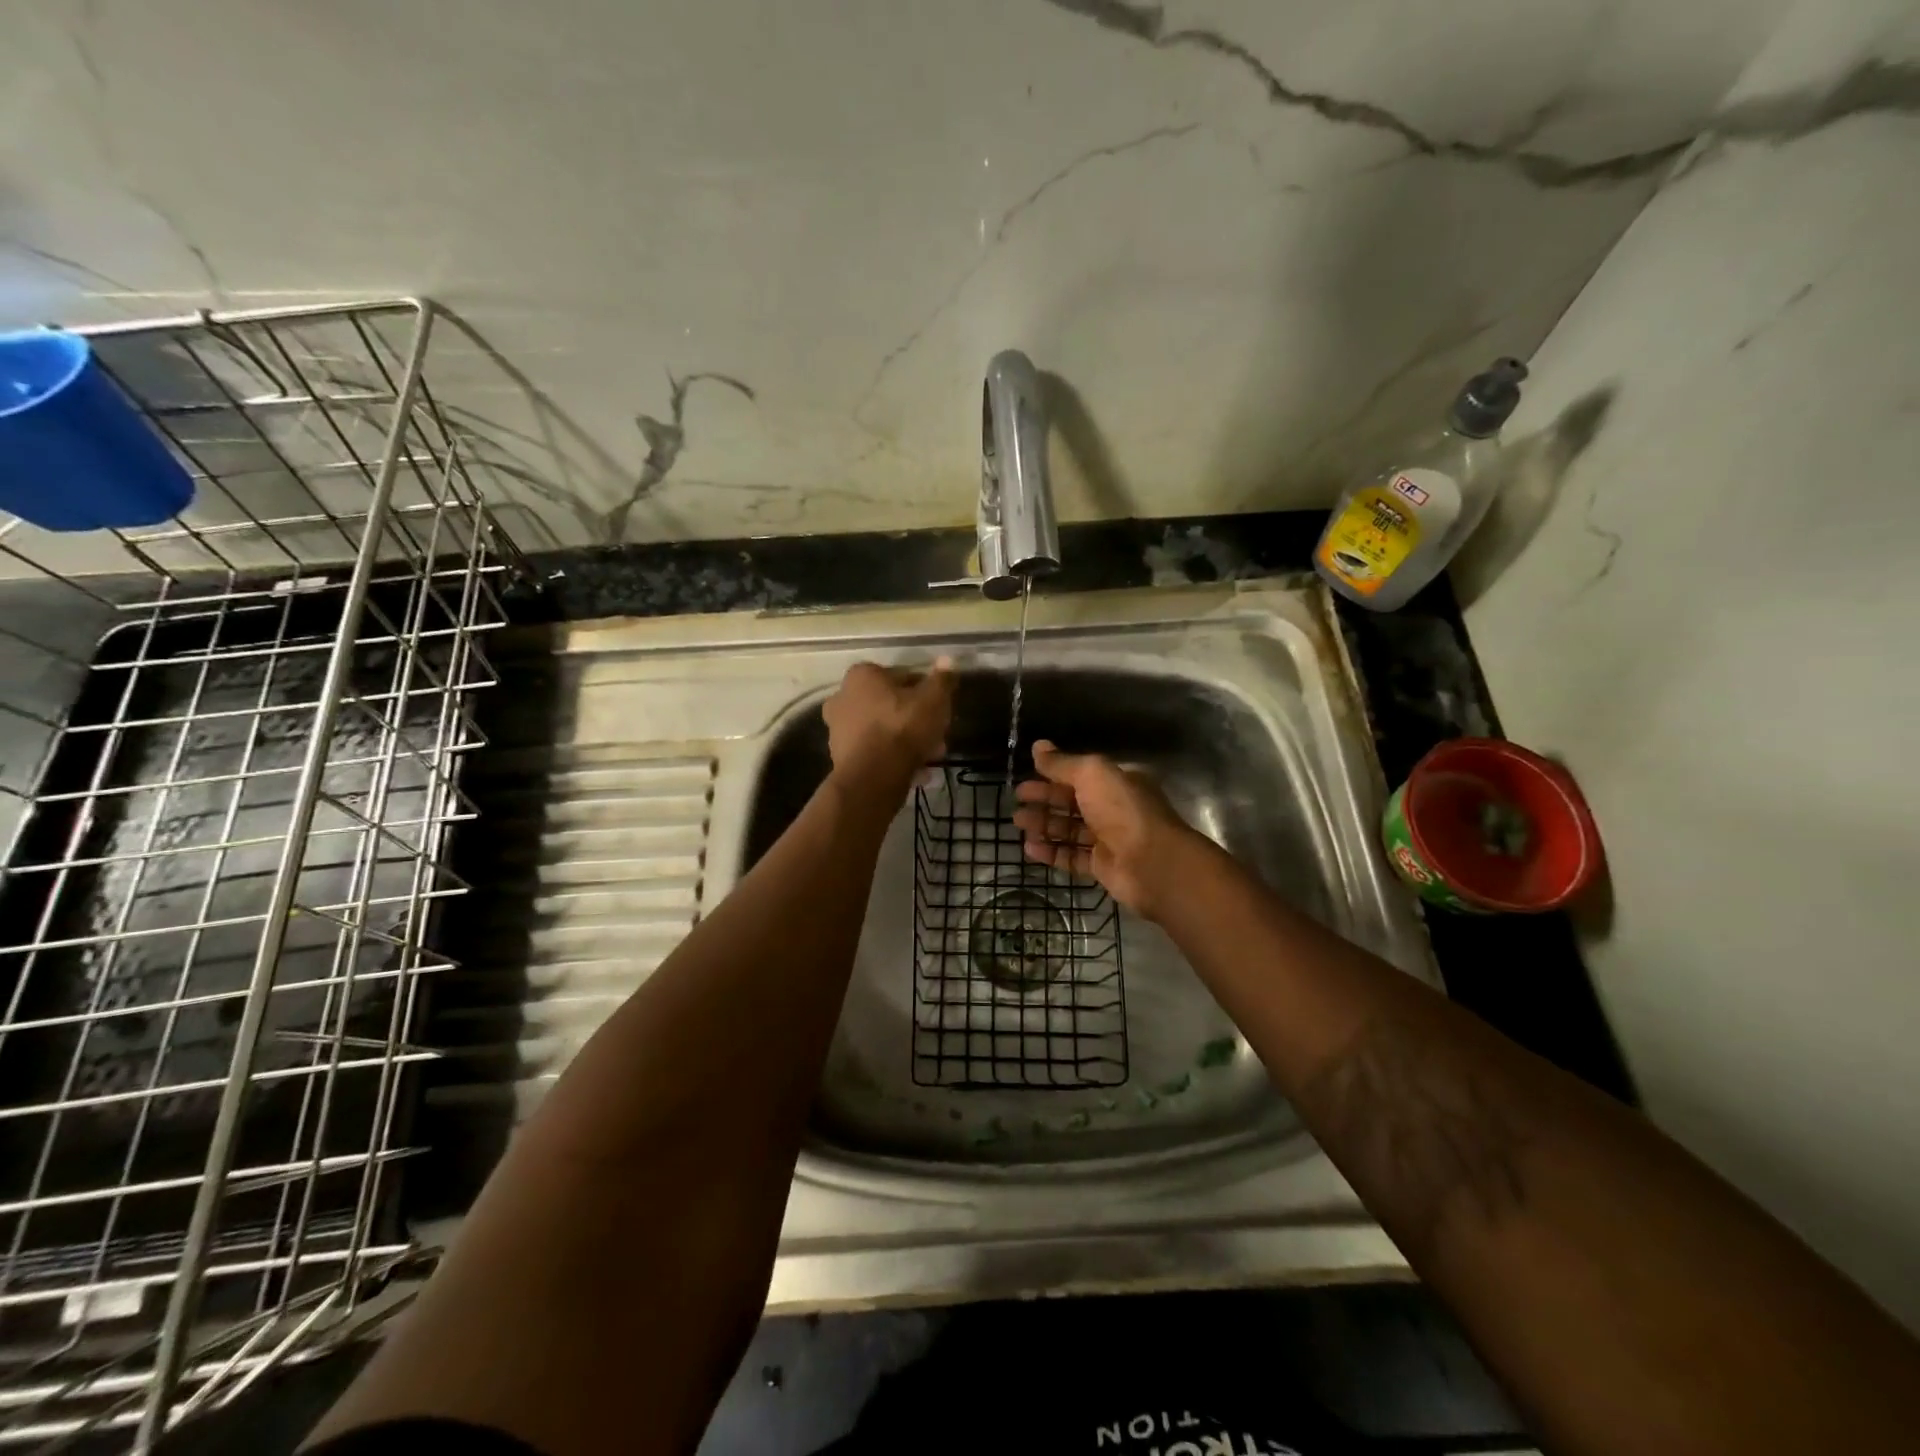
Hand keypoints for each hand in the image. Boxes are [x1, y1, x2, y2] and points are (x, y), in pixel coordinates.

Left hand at [822, 658, 954, 786]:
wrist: (872, 777)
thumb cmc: (902, 728)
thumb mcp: (933, 700)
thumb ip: (942, 680)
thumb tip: (948, 660)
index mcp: (863, 675)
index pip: (901, 676)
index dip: (925, 692)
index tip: (939, 708)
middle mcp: (843, 696)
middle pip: (890, 704)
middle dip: (915, 720)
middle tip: (937, 735)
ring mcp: (838, 728)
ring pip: (883, 730)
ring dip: (906, 741)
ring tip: (930, 757)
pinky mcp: (840, 756)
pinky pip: (874, 751)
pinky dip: (892, 758)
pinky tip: (914, 771)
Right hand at [1012, 740, 1198, 918]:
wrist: (1150, 862)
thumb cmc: (1122, 809)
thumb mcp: (1090, 774)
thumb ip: (1062, 763)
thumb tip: (1037, 746)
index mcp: (1118, 782)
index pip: (1081, 775)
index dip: (1053, 775)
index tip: (1026, 778)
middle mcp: (1115, 808)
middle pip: (1073, 802)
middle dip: (1045, 800)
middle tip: (1017, 801)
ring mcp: (1110, 839)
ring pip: (1071, 830)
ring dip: (1044, 825)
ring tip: (1018, 824)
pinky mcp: (1103, 867)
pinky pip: (1072, 857)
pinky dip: (1051, 852)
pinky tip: (1030, 848)